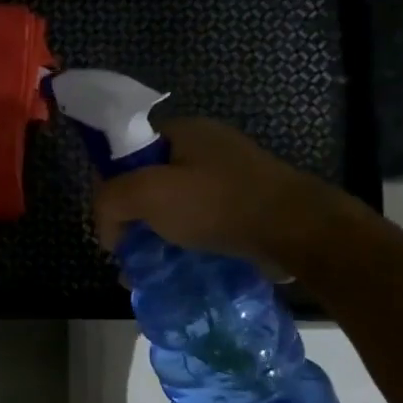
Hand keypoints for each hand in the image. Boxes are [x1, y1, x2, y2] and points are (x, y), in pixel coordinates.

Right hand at [92, 118, 336, 268]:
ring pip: (170, 206)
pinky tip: (172, 269)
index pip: (125, 151)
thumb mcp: (148, 194)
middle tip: (125, 252)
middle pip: (146, 181)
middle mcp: (204, 148)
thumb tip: (108, 230)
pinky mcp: (241, 205)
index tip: (109, 222)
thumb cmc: (217, 204)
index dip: (109, 186)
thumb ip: (110, 200)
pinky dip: (179, 243)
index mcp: (182, 131)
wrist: (294, 230)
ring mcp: (226, 176)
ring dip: (152, 236)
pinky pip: (196, 222)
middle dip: (130, 218)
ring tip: (145, 271)